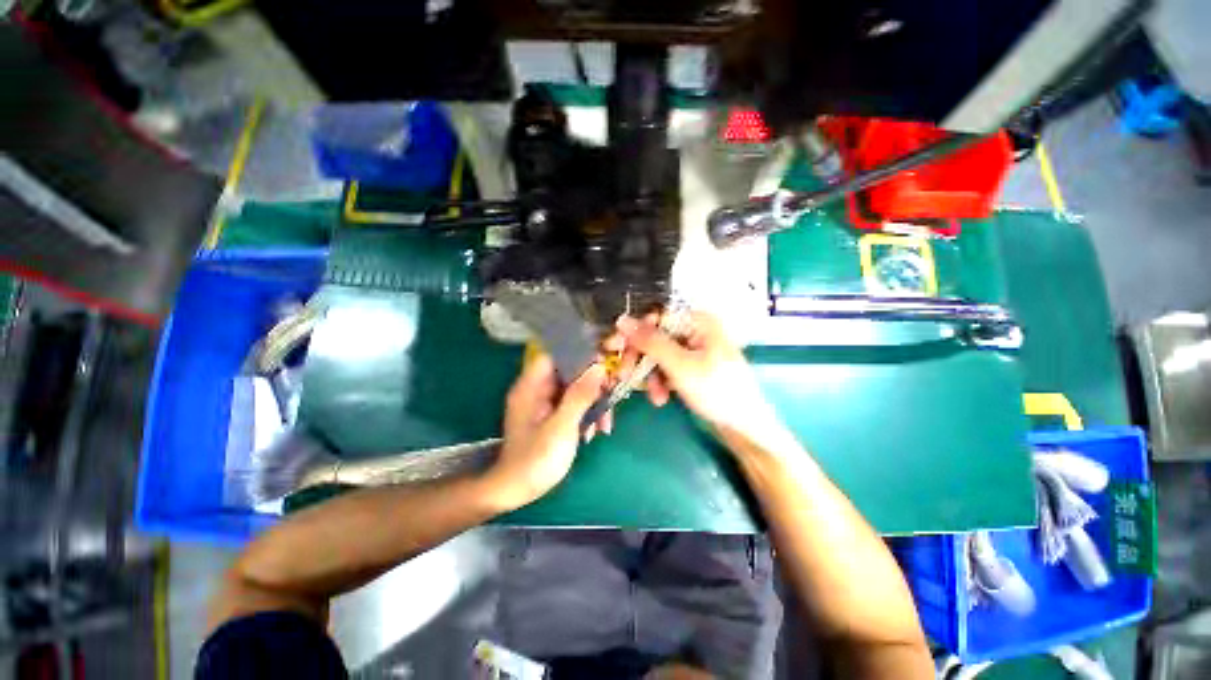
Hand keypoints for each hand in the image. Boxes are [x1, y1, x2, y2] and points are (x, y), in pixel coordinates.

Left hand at [485, 354, 606, 510]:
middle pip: (568, 372)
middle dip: (592, 384)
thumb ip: (580, 396)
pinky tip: (595, 432)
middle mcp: (537, 389)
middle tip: (611, 396)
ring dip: (592, 403)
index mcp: (531, 386)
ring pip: (574, 389)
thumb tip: (599, 367)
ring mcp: (544, 403)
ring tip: (605, 425)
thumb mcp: (562, 427)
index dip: (578, 354)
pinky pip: (572, 404)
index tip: (603, 362)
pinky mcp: (551, 416)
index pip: (554, 355)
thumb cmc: (536, 459)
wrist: (516, 491)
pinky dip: (585, 414)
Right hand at [616, 312, 778, 438]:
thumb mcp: (679, 365)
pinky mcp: (694, 368)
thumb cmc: (716, 392)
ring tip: (655, 396)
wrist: (745, 429)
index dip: (633, 333)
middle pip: (656, 338)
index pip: (655, 318)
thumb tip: (622, 319)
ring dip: (651, 375)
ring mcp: (695, 350)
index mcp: (698, 322)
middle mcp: (696, 331)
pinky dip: (661, 382)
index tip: (612, 347)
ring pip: (660, 356)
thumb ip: (650, 341)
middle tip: (626, 375)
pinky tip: (662, 398)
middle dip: (642, 359)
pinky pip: (669, 369)